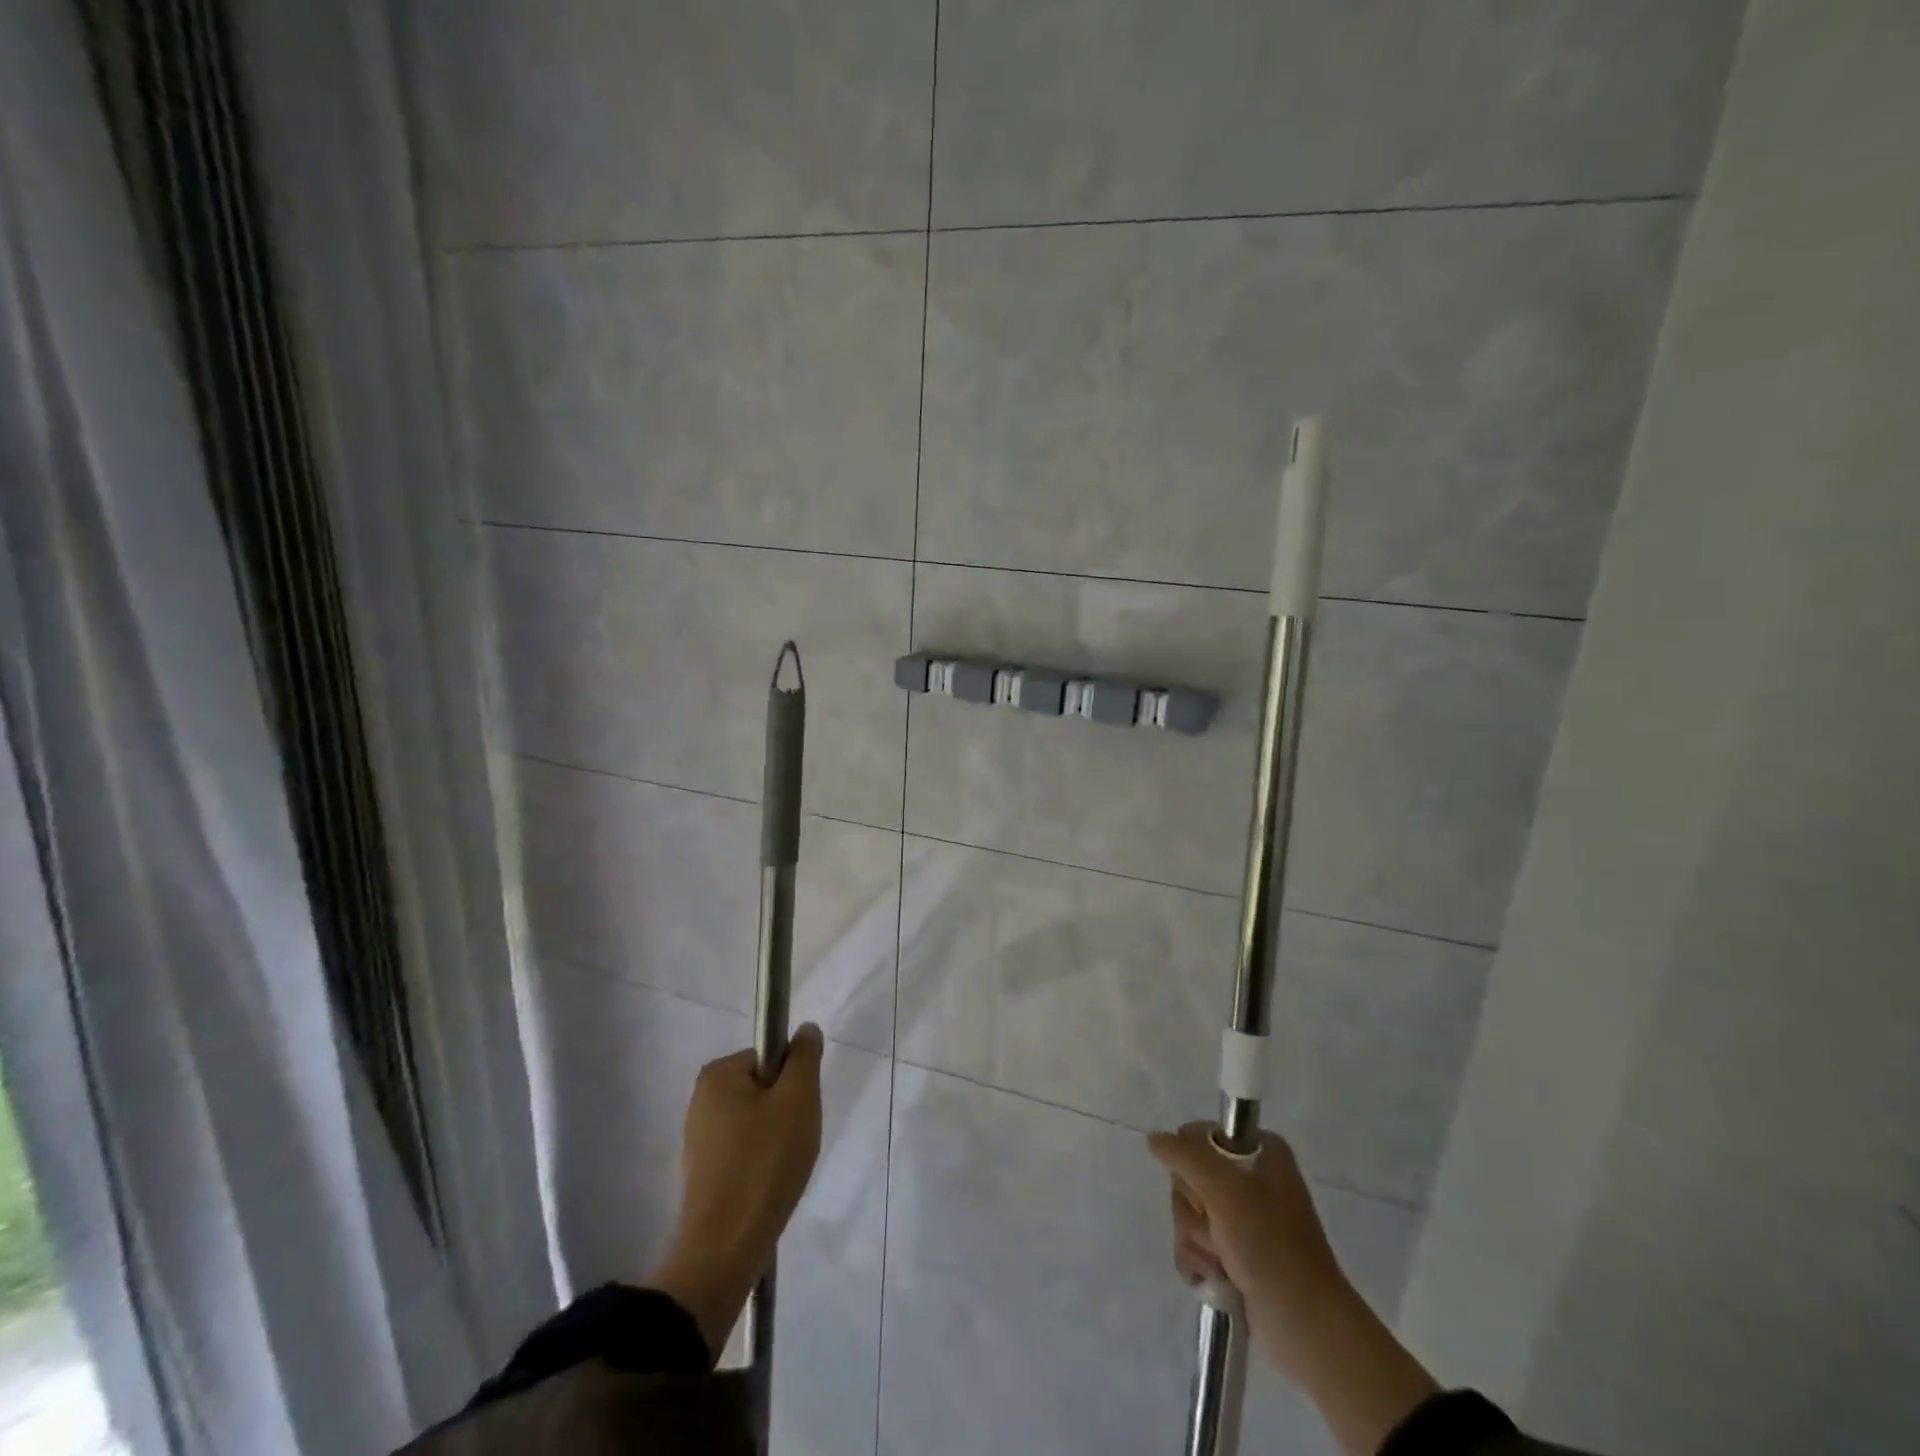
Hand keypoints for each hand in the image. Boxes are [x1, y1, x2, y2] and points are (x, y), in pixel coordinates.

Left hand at [648, 1024, 824, 1352]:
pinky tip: (769, 1185)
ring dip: (776, 1139)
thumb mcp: (798, 1098)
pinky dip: (761, 1162)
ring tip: (782, 1168)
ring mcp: (699, 1138)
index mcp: (718, 1074)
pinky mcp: (703, 1171)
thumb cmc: (765, 1162)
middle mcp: (701, 1099)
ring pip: (757, 1121)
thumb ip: (804, 1057)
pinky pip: (744, 1150)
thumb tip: (805, 1029)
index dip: (792, 1082)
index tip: (798, 1112)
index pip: (771, 1058)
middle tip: (794, 1141)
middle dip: (785, 1111)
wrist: (725, 1247)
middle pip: (763, 1088)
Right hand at [1149, 1122, 1438, 1455]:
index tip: (1208, 1189)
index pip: (1198, 1135)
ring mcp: (1242, 1218)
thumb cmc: (1270, 1246)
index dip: (1193, 1163)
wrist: (1306, 1325)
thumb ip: (1185, 1155)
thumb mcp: (1225, 1189)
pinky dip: (1198, 1261)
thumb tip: (1154, 1139)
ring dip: (1197, 1241)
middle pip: (1188, 1177)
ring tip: (1224, 1262)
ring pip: (1188, 1212)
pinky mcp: (1235, 1252)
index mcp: (1259, 1152)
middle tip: (1219, 1230)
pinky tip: (1217, 1278)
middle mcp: (1251, 1178)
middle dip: (1194, 1210)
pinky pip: (1194, 1243)